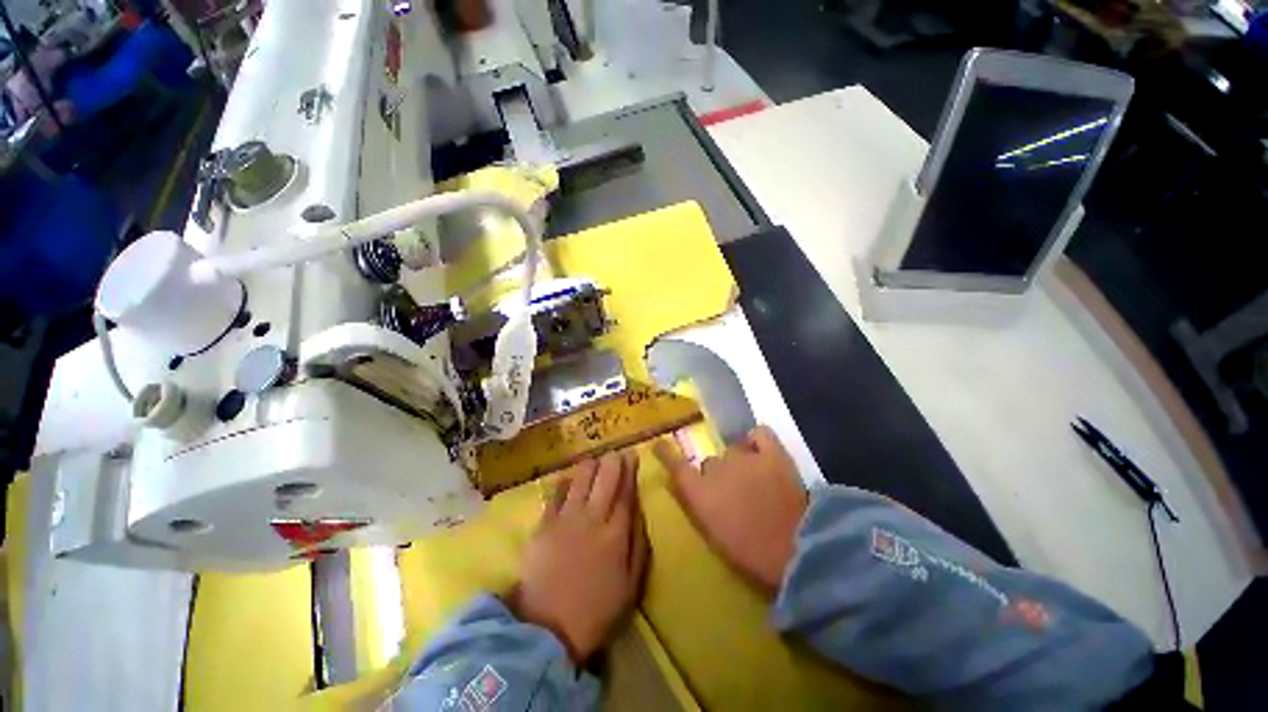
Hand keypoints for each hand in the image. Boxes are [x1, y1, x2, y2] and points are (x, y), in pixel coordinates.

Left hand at [510, 450, 648, 664]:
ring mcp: (566, 519)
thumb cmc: (597, 610)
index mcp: (616, 533)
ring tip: (594, 461)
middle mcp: (592, 518)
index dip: (630, 471)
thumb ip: (639, 545)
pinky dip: (564, 481)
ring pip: (580, 479)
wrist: (548, 629)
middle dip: (612, 461)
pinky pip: (556, 494)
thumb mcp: (631, 585)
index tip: (632, 455)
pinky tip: (569, 477)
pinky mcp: (544, 524)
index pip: (626, 492)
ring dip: (590, 465)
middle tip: (615, 454)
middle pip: (605, 478)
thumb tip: (640, 513)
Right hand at [654, 426, 807, 592]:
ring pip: (734, 451)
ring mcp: (744, 457)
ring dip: (739, 463)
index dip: (666, 453)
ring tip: (756, 481)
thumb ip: (700, 507)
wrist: (797, 553)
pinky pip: (760, 434)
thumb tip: (695, 488)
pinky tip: (761, 451)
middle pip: (710, 462)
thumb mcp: (714, 534)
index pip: (675, 465)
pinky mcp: (772, 453)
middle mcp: (716, 469)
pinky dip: (758, 441)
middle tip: (734, 493)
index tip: (660, 445)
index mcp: (699, 493)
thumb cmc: (750, 553)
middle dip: (718, 475)